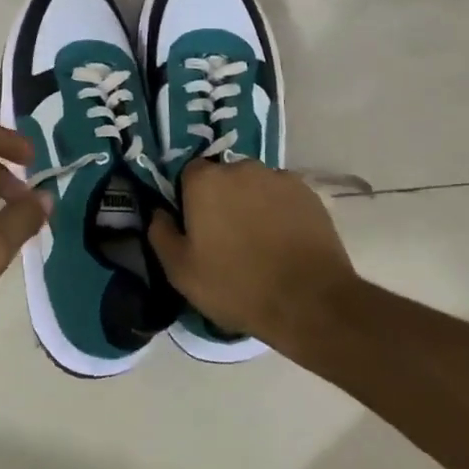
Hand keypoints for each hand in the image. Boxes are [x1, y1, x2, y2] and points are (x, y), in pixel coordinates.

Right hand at [148, 160, 359, 352]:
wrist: (309, 301)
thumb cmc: (236, 286)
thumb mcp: (181, 271)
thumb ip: (161, 234)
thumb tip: (159, 212)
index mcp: (205, 181)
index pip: (188, 174)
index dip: (189, 198)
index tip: (195, 226)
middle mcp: (241, 167)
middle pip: (223, 177)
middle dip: (222, 199)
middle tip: (227, 236)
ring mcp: (278, 177)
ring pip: (254, 185)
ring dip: (251, 203)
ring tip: (259, 241)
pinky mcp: (307, 192)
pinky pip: (282, 196)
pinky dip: (279, 211)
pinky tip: (283, 241)